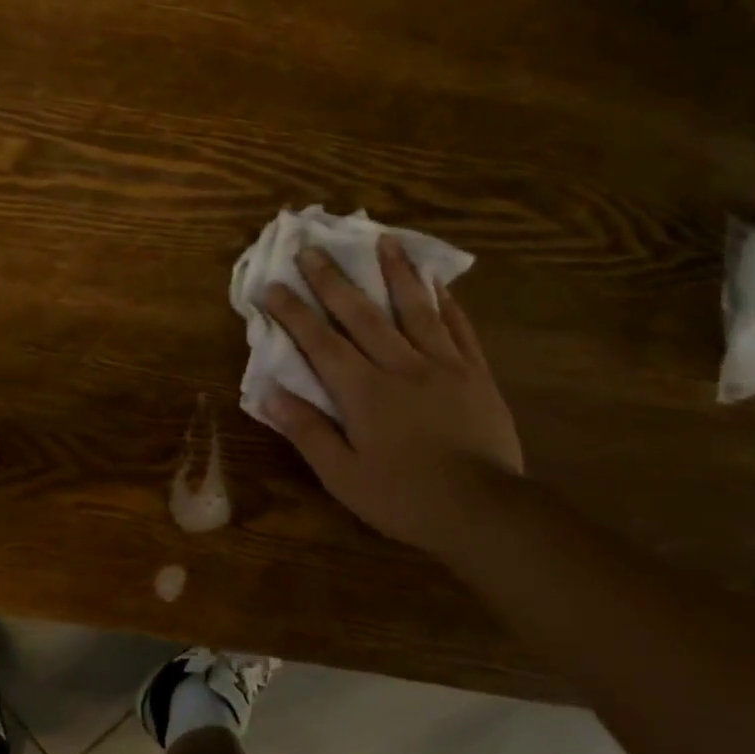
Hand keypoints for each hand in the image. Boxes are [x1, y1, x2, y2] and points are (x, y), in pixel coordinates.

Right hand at [261, 237, 521, 555]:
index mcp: (363, 391)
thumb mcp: (342, 475)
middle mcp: (400, 366)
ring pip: (414, 309)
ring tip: (384, 241)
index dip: (292, 312)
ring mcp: (443, 366)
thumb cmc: (404, 497)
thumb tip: (269, 393)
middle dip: (333, 279)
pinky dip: (446, 303)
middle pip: (361, 314)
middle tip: (313, 248)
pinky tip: (438, 283)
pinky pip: (460, 329)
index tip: (272, 285)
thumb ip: (307, 431)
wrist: (485, 512)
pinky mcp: (476, 375)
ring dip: (396, 273)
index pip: (319, 342)